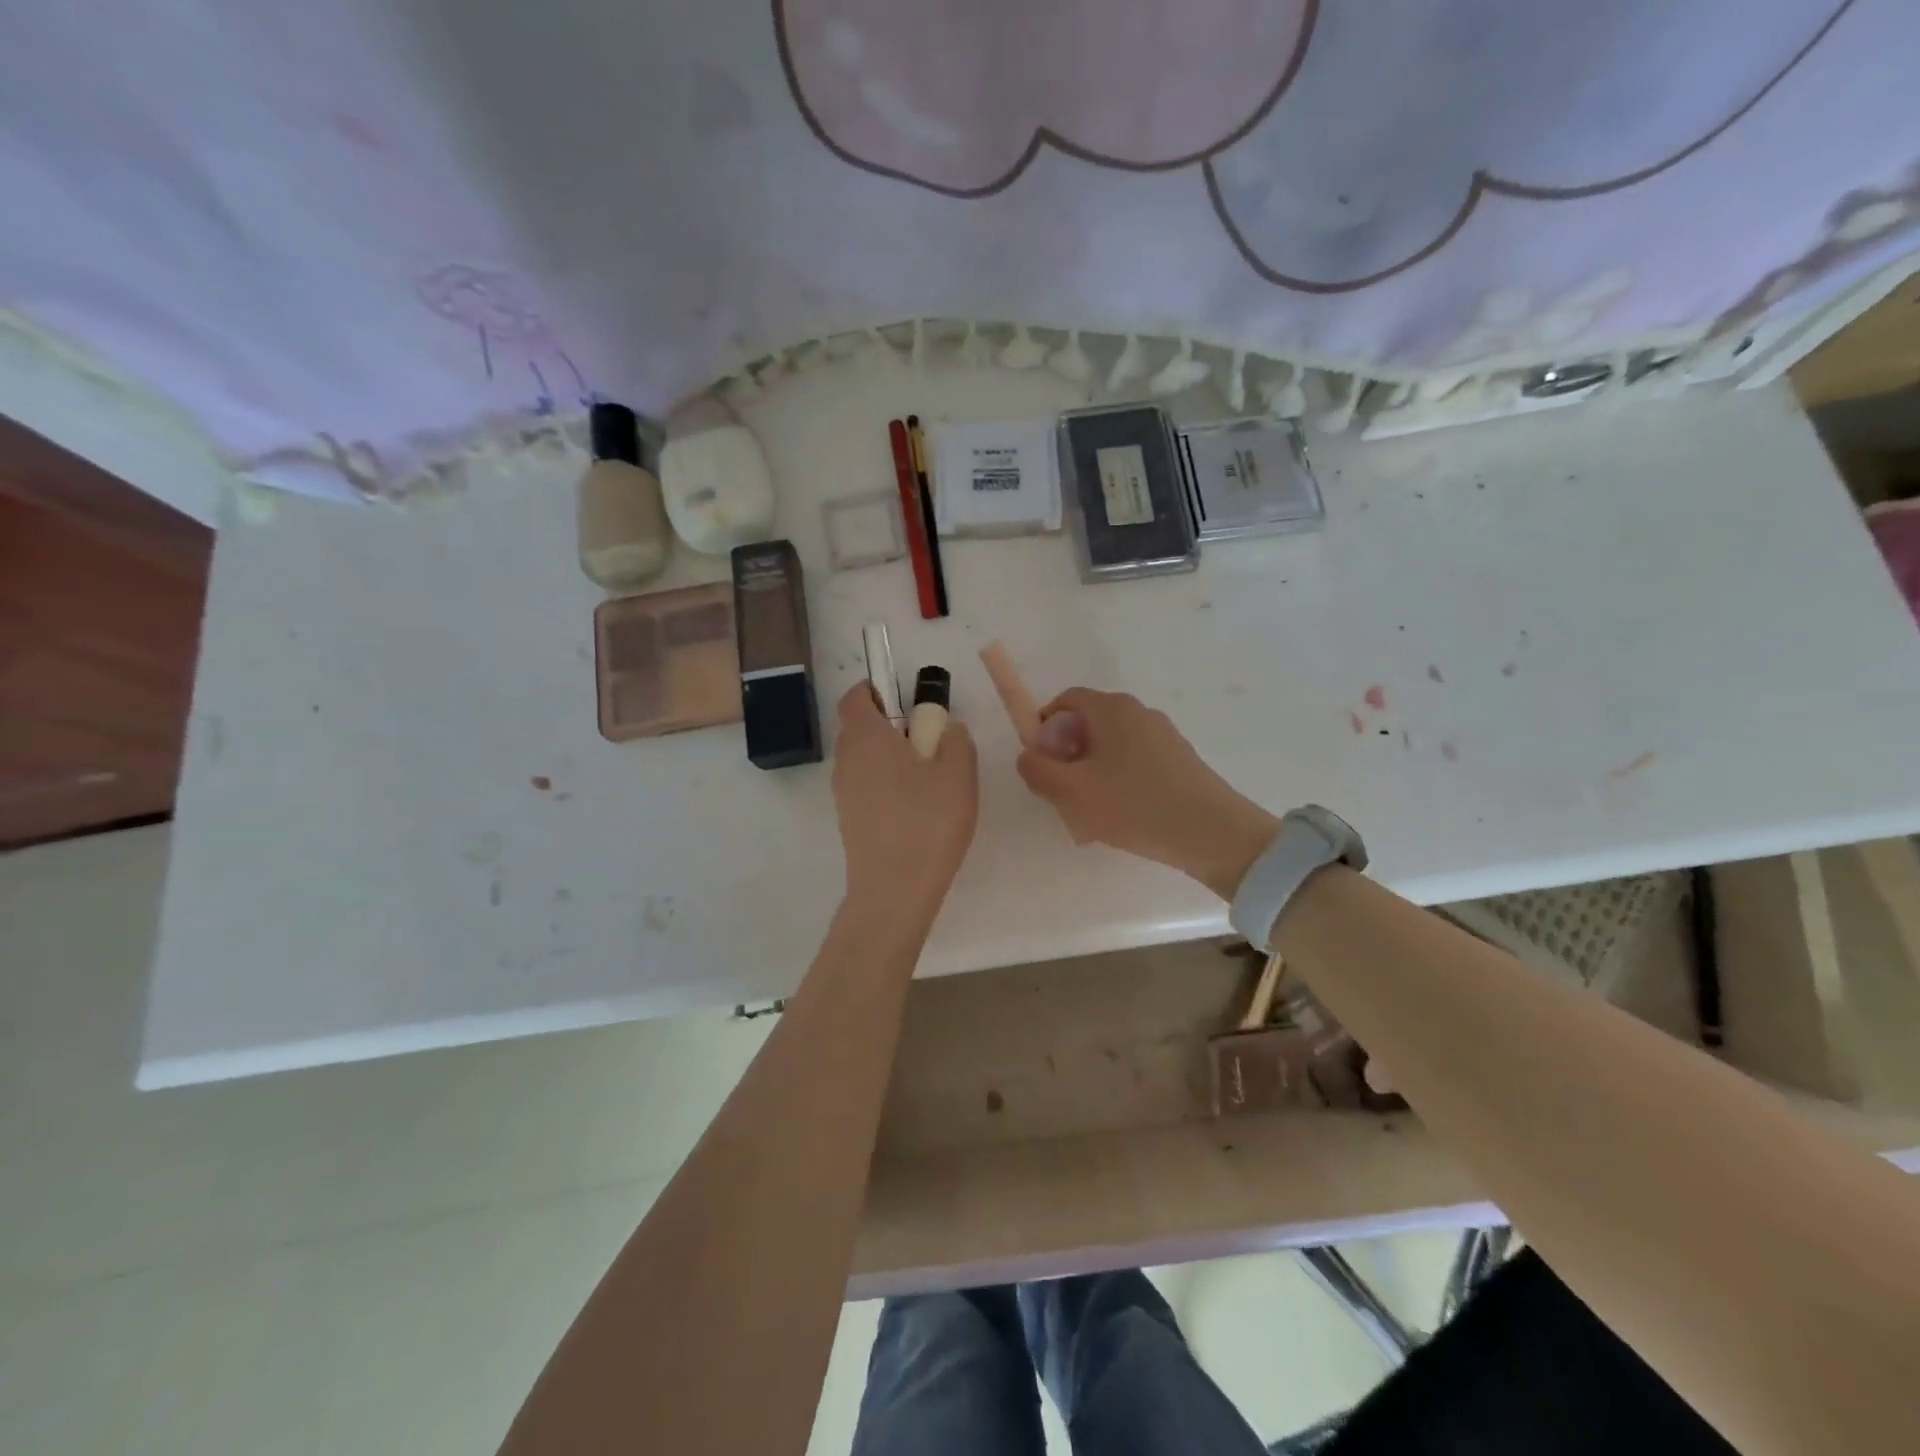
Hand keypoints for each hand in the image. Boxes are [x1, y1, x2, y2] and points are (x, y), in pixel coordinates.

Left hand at [832, 683, 978, 918]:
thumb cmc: (927, 823)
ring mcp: (843, 793)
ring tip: (928, 781)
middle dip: (891, 725)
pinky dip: (886, 784)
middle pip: (860, 728)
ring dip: (889, 757)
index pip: (856, 697)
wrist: (894, 891)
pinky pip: (865, 786)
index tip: (906, 700)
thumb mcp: (958, 774)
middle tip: (928, 742)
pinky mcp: (848, 820)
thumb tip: (946, 729)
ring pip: (864, 759)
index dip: (876, 690)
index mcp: (867, 738)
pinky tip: (916, 810)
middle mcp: (846, 760)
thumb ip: (955, 740)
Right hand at [1016, 688, 1279, 899]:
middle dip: (1068, 754)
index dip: (1044, 727)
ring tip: (1094, 811)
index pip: (1065, 700)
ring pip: (1112, 746)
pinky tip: (1124, 816)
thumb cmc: (1133, 805)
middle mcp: (1138, 711)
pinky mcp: (1180, 759)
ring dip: (1094, 771)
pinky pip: (1136, 761)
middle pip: (1088, 723)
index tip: (1041, 763)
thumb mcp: (1071, 792)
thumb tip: (1028, 756)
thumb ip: (1038, 770)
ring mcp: (1164, 734)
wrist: (1212, 833)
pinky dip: (1121, 781)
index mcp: (1111, 709)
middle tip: (1063, 792)